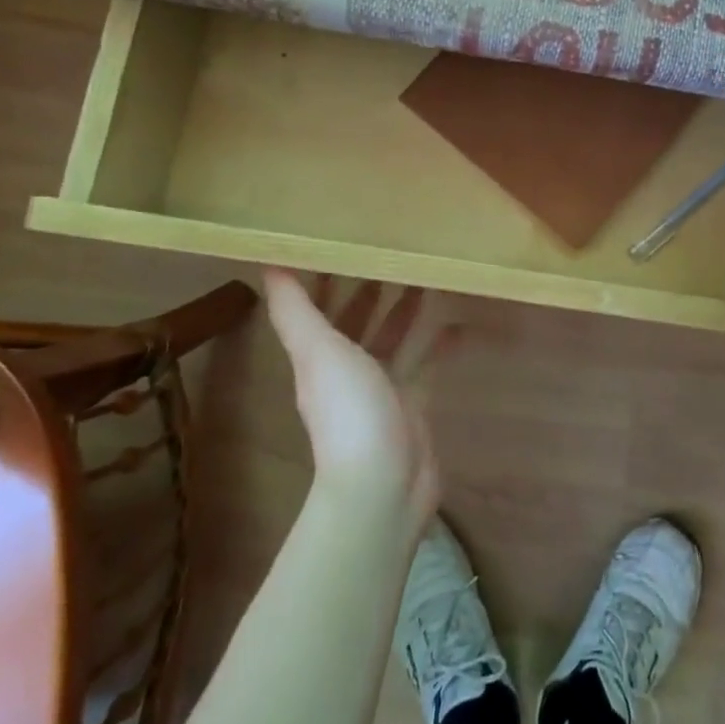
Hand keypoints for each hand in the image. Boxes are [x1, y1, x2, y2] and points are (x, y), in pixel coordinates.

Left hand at [261, 270, 456, 520]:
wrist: (385, 484)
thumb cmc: (349, 410)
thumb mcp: (318, 352)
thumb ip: (295, 310)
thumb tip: (267, 264)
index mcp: (319, 355)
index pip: (321, 307)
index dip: (328, 276)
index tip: (345, 239)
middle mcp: (347, 368)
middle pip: (358, 320)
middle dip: (371, 288)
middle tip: (395, 249)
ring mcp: (381, 387)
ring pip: (393, 338)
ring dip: (404, 310)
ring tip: (426, 275)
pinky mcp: (412, 403)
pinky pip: (426, 364)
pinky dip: (439, 343)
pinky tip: (457, 322)